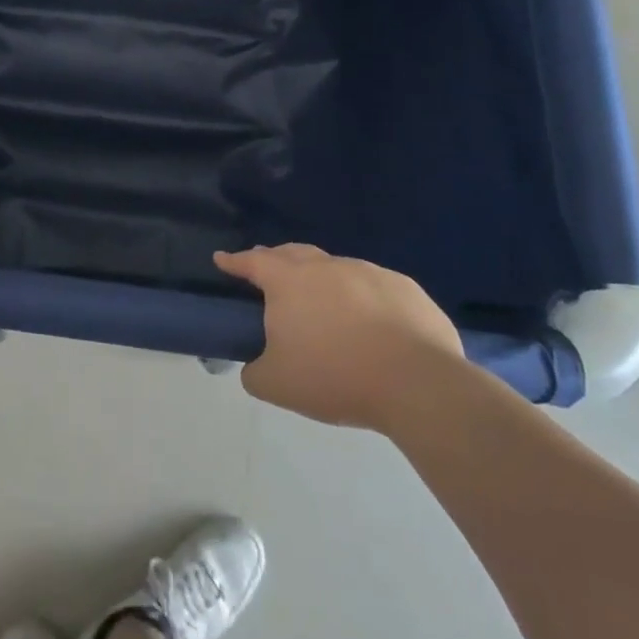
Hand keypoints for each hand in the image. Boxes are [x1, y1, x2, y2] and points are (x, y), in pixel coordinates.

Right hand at [214, 244, 461, 426]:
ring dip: (323, 281)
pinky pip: (374, 287)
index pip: (253, 262)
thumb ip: (255, 371)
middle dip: (276, 259)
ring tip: (323, 307)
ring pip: (336, 269)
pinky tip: (370, 325)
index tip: (222, 259)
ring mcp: (369, 272)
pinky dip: (363, 298)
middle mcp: (326, 267)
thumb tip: (255, 366)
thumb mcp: (277, 385)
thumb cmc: (335, 377)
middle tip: (268, 272)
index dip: (234, 261)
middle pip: (293, 254)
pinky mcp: (405, 288)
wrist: (416, 383)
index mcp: (289, 282)